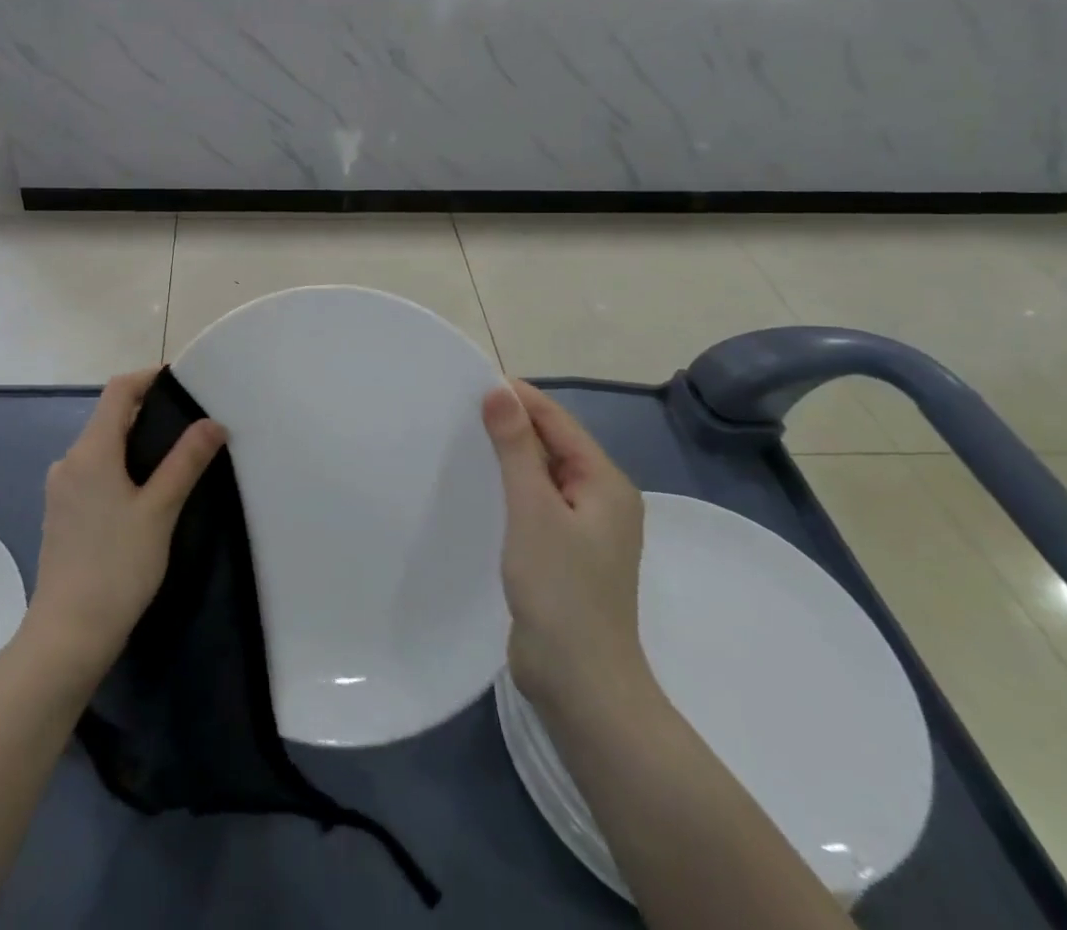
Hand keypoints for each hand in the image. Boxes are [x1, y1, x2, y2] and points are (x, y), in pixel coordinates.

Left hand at [25, 368, 225, 683]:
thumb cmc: (117, 566)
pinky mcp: (62, 513)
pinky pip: (94, 472)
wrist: (68, 635)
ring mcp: (61, 489)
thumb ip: (186, 462)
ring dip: (136, 443)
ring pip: (103, 447)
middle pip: (110, 417)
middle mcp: (69, 461)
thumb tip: (212, 422)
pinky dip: (121, 468)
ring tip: (176, 459)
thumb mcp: (160, 511)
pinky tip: (145, 493)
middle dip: (149, 413)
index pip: (119, 390)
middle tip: (191, 424)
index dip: (149, 378)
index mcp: (91, 451)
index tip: (184, 384)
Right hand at [483, 380, 651, 714]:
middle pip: (554, 445)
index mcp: (606, 483)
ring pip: (543, 476)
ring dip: (509, 457)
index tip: (472, 382)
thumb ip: (517, 448)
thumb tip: (500, 391)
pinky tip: (481, 489)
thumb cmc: (560, 590)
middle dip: (512, 425)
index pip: (559, 422)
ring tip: (463, 442)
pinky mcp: (565, 554)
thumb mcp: (533, 510)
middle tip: (460, 410)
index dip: (520, 398)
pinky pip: (537, 504)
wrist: (580, 684)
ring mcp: (585, 530)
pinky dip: (511, 489)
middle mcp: (602, 500)